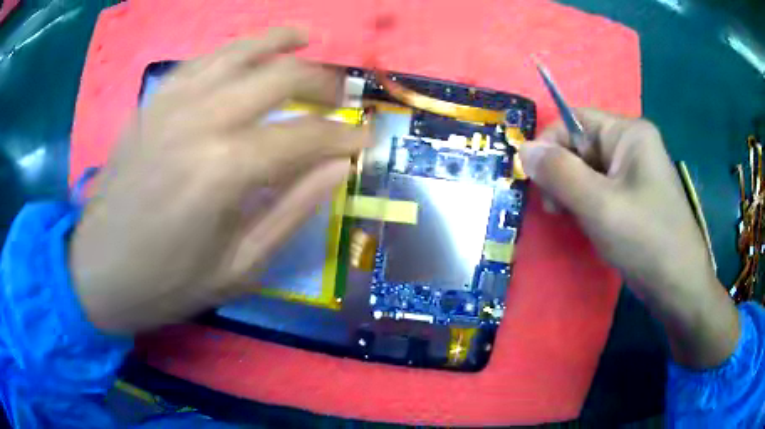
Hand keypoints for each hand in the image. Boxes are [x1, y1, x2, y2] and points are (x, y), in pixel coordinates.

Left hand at [71, 28, 368, 334]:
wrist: (98, 271)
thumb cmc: (167, 283)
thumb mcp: (239, 268)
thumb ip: (292, 211)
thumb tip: (337, 168)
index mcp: (225, 169)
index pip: (305, 136)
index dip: (343, 136)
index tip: (366, 139)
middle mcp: (201, 119)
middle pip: (279, 76)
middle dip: (322, 82)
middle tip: (341, 97)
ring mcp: (171, 104)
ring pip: (238, 51)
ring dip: (278, 42)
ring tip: (305, 39)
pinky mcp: (152, 104)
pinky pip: (200, 61)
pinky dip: (231, 50)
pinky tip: (247, 52)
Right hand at [519, 108, 738, 367]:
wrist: (679, 288)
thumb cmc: (646, 241)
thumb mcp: (599, 205)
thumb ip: (559, 173)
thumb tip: (523, 149)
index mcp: (629, 133)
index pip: (575, 120)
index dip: (549, 144)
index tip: (535, 180)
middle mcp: (632, 145)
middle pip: (580, 145)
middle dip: (561, 173)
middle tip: (554, 208)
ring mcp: (634, 173)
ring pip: (587, 170)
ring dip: (571, 192)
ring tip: (569, 218)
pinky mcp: (633, 197)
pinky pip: (599, 189)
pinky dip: (585, 204)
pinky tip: (586, 224)